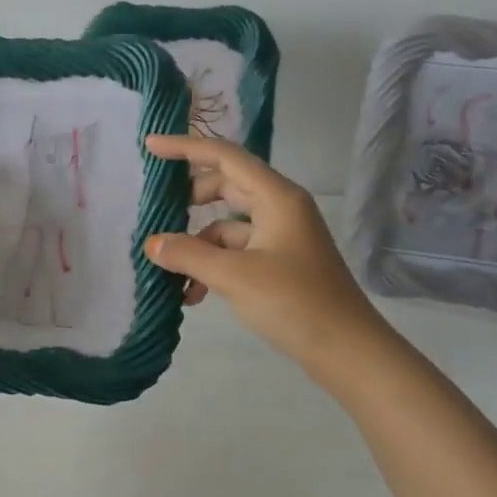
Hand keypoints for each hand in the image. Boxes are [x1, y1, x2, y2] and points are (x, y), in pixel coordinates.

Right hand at [144, 135, 395, 386]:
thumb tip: (152, 244)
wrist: (346, 350)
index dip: (185, 148)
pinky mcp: (279, 261)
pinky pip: (236, 250)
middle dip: (189, 198)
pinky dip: (212, 265)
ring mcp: (280, 235)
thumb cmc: (294, 302)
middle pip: (225, 185)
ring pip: (227, 223)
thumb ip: (188, 254)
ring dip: (197, 243)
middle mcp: (279, 207)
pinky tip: (193, 295)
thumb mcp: (234, 276)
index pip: (224, 157)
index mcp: (276, 197)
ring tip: (169, 270)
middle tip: (157, 209)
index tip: (150, 146)